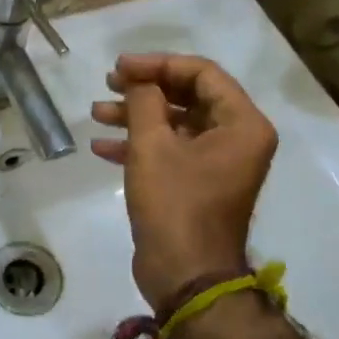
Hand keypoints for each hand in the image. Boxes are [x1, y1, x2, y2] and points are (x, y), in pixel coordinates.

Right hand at [91, 53, 277, 312]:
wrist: (186, 275)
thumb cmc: (175, 204)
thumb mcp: (152, 145)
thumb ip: (144, 101)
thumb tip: (140, 83)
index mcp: (242, 124)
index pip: (202, 73)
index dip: (158, 64)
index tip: (120, 66)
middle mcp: (237, 138)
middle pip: (189, 95)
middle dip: (145, 88)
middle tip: (108, 83)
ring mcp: (218, 162)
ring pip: (175, 123)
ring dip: (136, 116)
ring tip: (97, 112)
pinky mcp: (197, 183)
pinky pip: (170, 150)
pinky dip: (139, 144)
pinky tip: (102, 147)